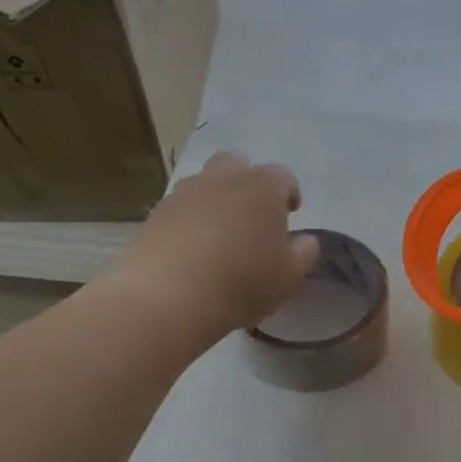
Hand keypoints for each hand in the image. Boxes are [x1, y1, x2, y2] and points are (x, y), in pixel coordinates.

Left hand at [102, 153, 320, 354]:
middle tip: (254, 214)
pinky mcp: (156, 214)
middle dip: (248, 183)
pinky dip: (190, 221)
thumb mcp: (291, 276)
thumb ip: (305, 252)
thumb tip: (304, 240)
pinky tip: (194, 250)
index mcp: (263, 187)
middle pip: (238, 165)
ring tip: (222, 234)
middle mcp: (223, 179)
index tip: (292, 212)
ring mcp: (184, 193)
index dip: (289, 192)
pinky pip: (181, 209)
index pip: (283, 176)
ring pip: (205, 184)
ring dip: (216, 200)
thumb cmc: (243, 281)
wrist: (170, 296)